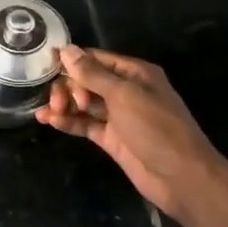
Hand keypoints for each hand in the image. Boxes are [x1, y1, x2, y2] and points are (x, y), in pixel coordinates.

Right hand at [38, 46, 227, 226]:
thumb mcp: (124, 96)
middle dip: (68, 87)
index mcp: (135, 73)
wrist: (181, 177)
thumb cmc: (157, 128)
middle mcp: (126, 91)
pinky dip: (68, 122)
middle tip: (59, 102)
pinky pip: (85, 124)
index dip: (71, 60)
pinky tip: (49, 122)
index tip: (45, 65)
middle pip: (87, 80)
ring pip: (83, 103)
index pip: (96, 59)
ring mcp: (118, 116)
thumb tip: (66, 49)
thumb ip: (92, 74)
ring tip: (48, 113)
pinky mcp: (111, 138)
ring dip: (64, 104)